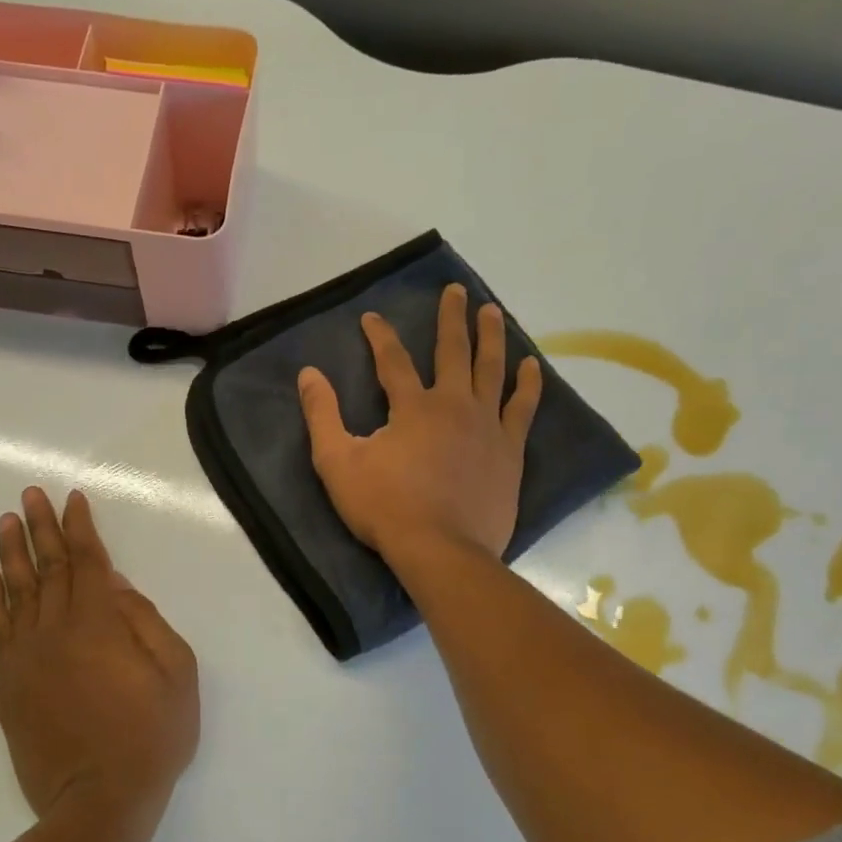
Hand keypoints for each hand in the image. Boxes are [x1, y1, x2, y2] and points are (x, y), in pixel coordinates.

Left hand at [0, 488, 199, 819]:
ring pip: (16, 590)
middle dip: (41, 527)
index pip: (88, 560)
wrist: (99, 800)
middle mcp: (58, 628)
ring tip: (7, 521)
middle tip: (30, 494)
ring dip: (12, 552)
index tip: (71, 499)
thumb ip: (145, 621)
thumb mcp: (176, 673)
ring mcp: (28, 655)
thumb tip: (115, 585)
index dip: (79, 526)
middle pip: (48, 566)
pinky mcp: (9, 682)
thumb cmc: (151, 735)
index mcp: (101, 621)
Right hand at [298, 284, 542, 571]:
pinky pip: (523, 408)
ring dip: (491, 337)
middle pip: (453, 350)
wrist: (441, 550)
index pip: (393, 359)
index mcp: (412, 406)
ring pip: (492, 369)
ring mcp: (487, 426)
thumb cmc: (385, 507)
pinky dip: (528, 384)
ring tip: (493, 311)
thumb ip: (322, 416)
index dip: (380, 335)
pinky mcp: (509, 450)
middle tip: (456, 290)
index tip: (372, 317)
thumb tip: (309, 374)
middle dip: (451, 318)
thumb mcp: (338, 463)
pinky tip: (532, 365)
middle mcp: (454, 404)